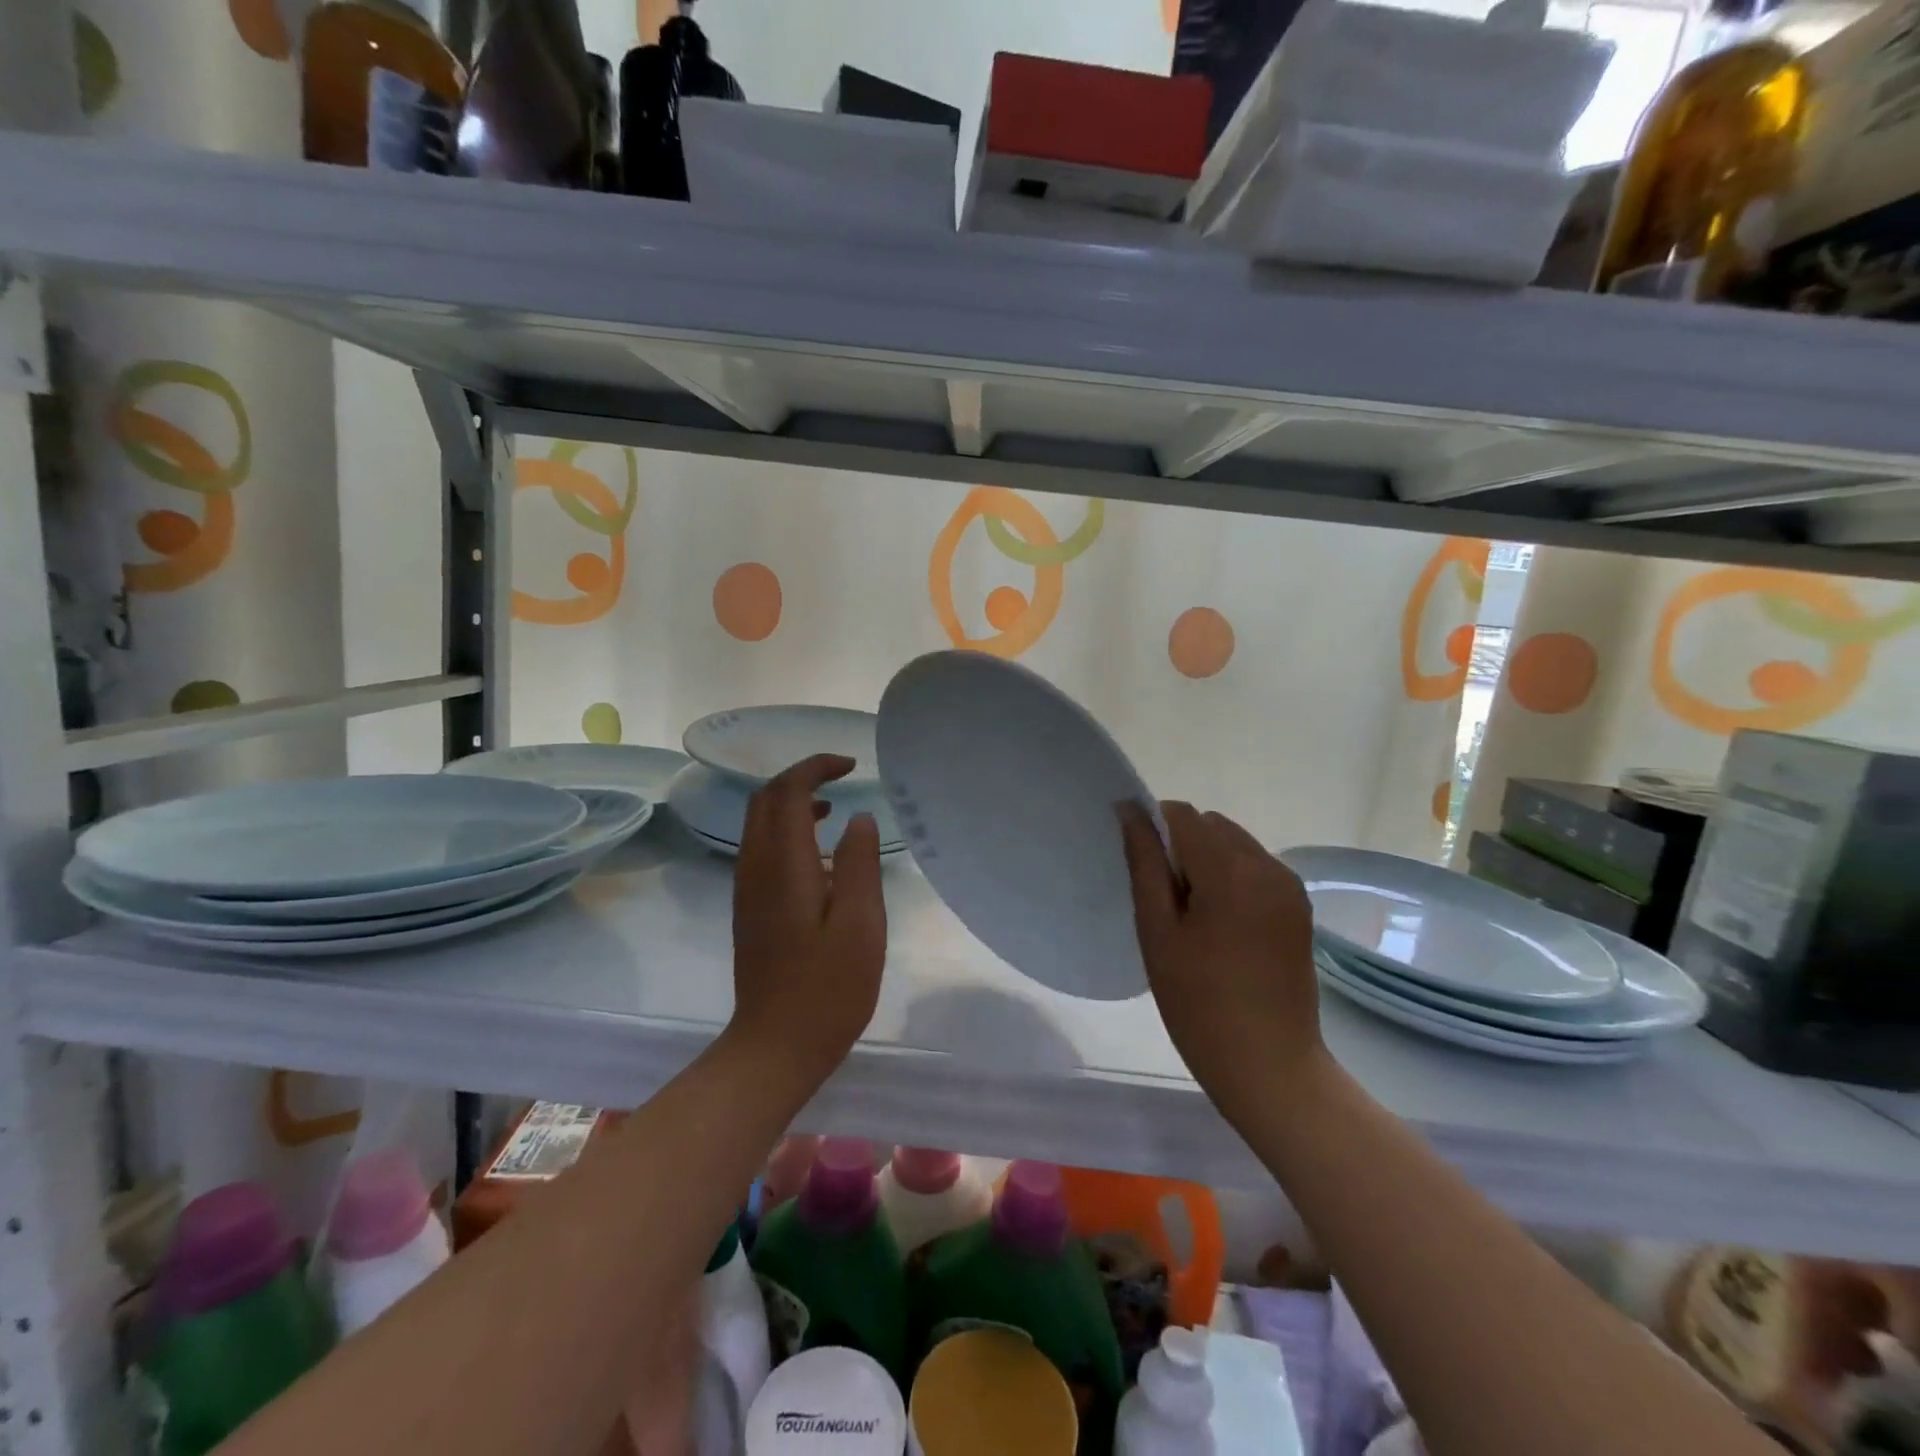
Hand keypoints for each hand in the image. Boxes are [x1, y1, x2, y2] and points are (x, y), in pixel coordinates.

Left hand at [728, 754, 887, 1086]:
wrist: (775, 1046)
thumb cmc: (828, 988)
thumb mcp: (861, 924)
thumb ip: (859, 864)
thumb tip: (858, 819)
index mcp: (783, 865)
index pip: (788, 792)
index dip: (816, 768)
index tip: (851, 765)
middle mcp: (756, 867)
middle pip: (764, 799)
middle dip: (800, 777)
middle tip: (841, 778)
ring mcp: (747, 888)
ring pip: (759, 823)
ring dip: (791, 802)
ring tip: (834, 808)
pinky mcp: (749, 908)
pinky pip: (760, 847)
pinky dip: (786, 829)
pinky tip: (818, 852)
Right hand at [1119, 802, 1325, 1116]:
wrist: (1270, 1066)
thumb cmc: (1198, 1003)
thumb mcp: (1157, 930)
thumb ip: (1144, 863)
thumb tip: (1129, 811)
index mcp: (1231, 869)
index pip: (1181, 815)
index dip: (1152, 829)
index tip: (1139, 869)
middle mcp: (1268, 866)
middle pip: (1210, 826)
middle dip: (1181, 847)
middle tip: (1166, 903)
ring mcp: (1289, 886)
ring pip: (1234, 844)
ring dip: (1207, 862)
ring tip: (1194, 919)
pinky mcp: (1299, 907)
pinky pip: (1255, 868)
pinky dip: (1231, 879)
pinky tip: (1221, 927)